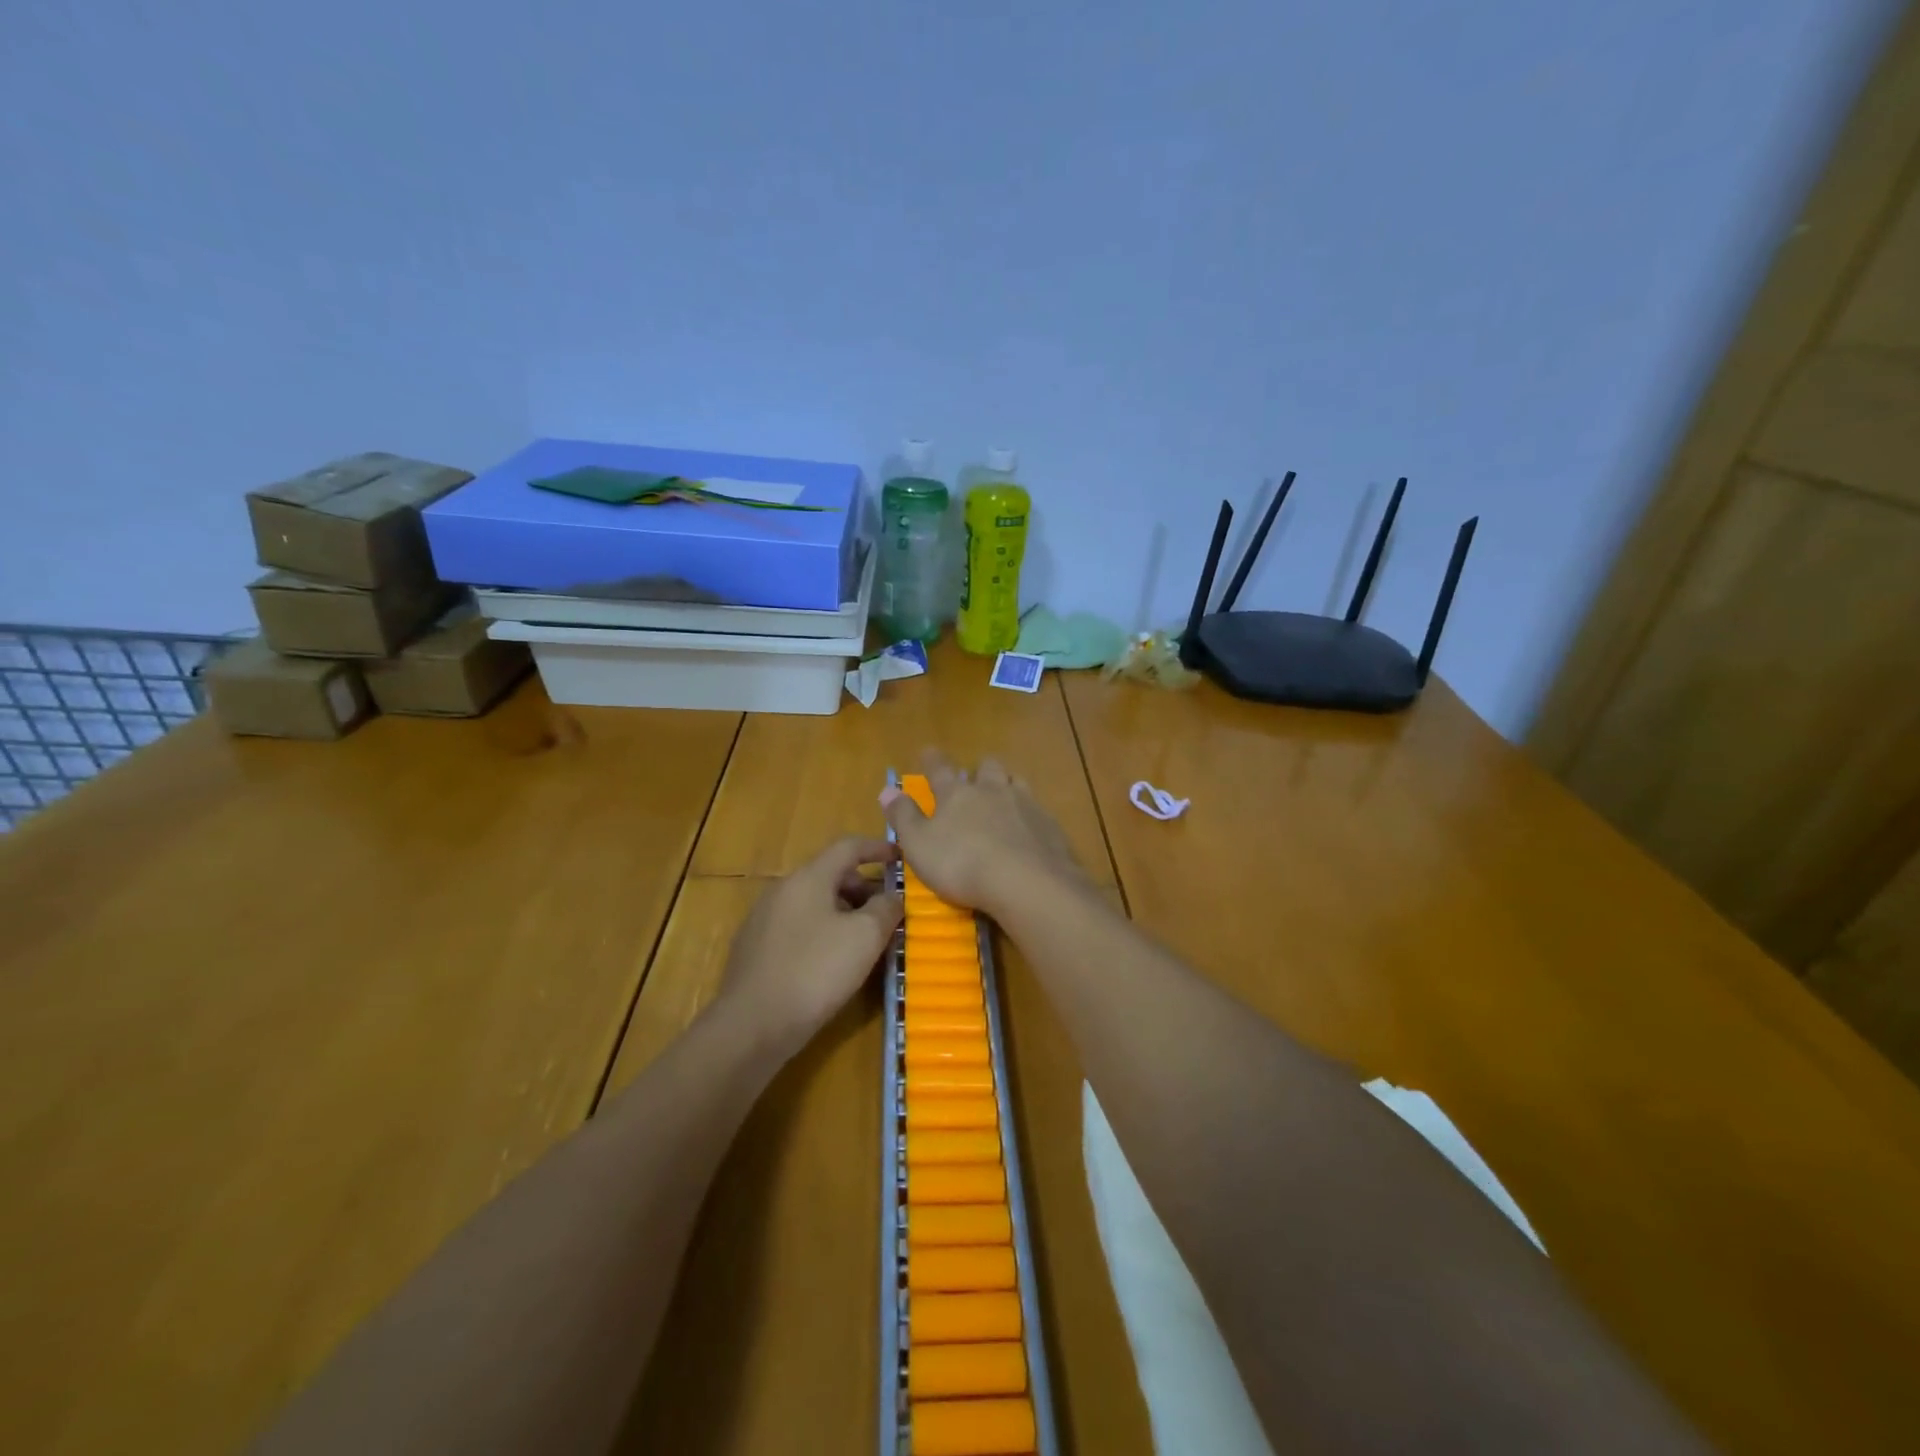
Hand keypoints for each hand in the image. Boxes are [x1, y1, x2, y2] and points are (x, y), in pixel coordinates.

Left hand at [719, 837, 902, 1053]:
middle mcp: (783, 890)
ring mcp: (764, 919)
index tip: (901, 859)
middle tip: (889, 912)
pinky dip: (824, 932)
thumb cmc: (815, 971)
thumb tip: (893, 896)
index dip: (878, 848)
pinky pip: (799, 927)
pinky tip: (833, 963)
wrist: (751, 1026)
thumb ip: (885, 908)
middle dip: (864, 888)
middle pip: (831, 875)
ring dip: (845, 913)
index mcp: (808, 878)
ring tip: (866, 942)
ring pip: (815, 903)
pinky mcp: (756, 948)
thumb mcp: (864, 937)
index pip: (848, 847)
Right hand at [880, 751, 1083, 914]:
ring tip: (1004, 797)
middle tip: (975, 779)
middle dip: (980, 770)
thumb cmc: (961, 864)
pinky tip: (1029, 830)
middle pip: (987, 767)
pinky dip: (1030, 815)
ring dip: (1008, 785)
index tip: (927, 751)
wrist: (1026, 882)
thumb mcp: (919, 844)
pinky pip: (1038, 810)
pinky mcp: (1049, 825)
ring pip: (1016, 782)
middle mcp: (992, 790)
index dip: (932, 760)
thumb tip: (887, 789)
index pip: (940, 768)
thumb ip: (903, 816)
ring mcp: (1025, 804)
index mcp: (957, 794)